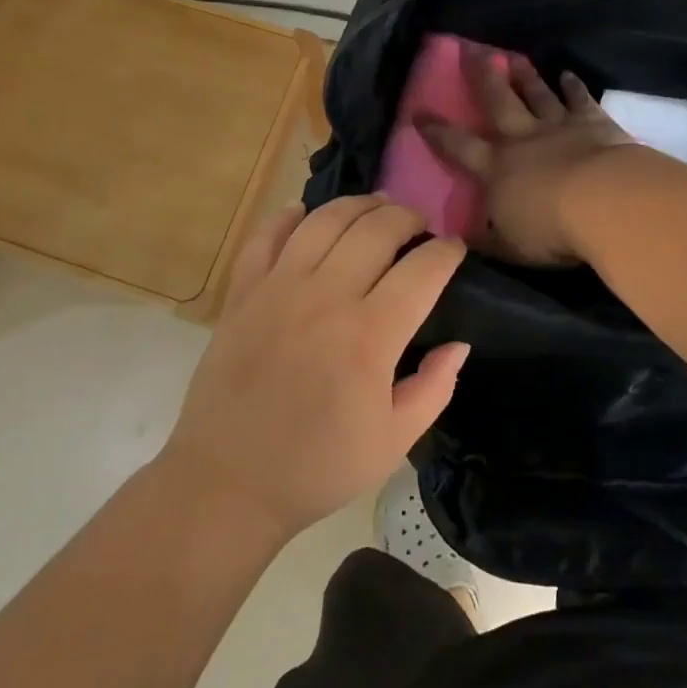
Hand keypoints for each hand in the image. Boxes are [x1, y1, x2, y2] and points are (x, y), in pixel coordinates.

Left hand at [156, 197, 468, 542]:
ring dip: (358, 205)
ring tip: (375, 208)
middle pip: (376, 228)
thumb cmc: (317, 467)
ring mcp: (278, 288)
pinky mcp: (242, 293)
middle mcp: (326, 297)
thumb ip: (434, 389)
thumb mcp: (392, 442)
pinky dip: (288, 217)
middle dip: (407, 216)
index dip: (446, 251)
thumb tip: (459, 344)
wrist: (227, 482)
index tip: (455, 248)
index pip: (422, 270)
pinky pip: (266, 236)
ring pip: (325, 220)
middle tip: (418, 226)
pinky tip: (304, 214)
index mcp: (369, 336)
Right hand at [418, 48, 634, 264]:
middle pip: (497, 101)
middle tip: (471, 49)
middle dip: (481, 76)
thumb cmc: (549, 229)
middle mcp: (522, 138)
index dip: (436, 131)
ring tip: (514, 56)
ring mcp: (558, 126)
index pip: (457, 146)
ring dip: (525, 76)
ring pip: (537, 94)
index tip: (419, 112)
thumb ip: (485, 241)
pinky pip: (580, 100)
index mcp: (495, 168)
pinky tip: (568, 74)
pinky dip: (573, 87)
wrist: (602, 202)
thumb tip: (459, 240)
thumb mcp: (508, 247)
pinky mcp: (593, 123)